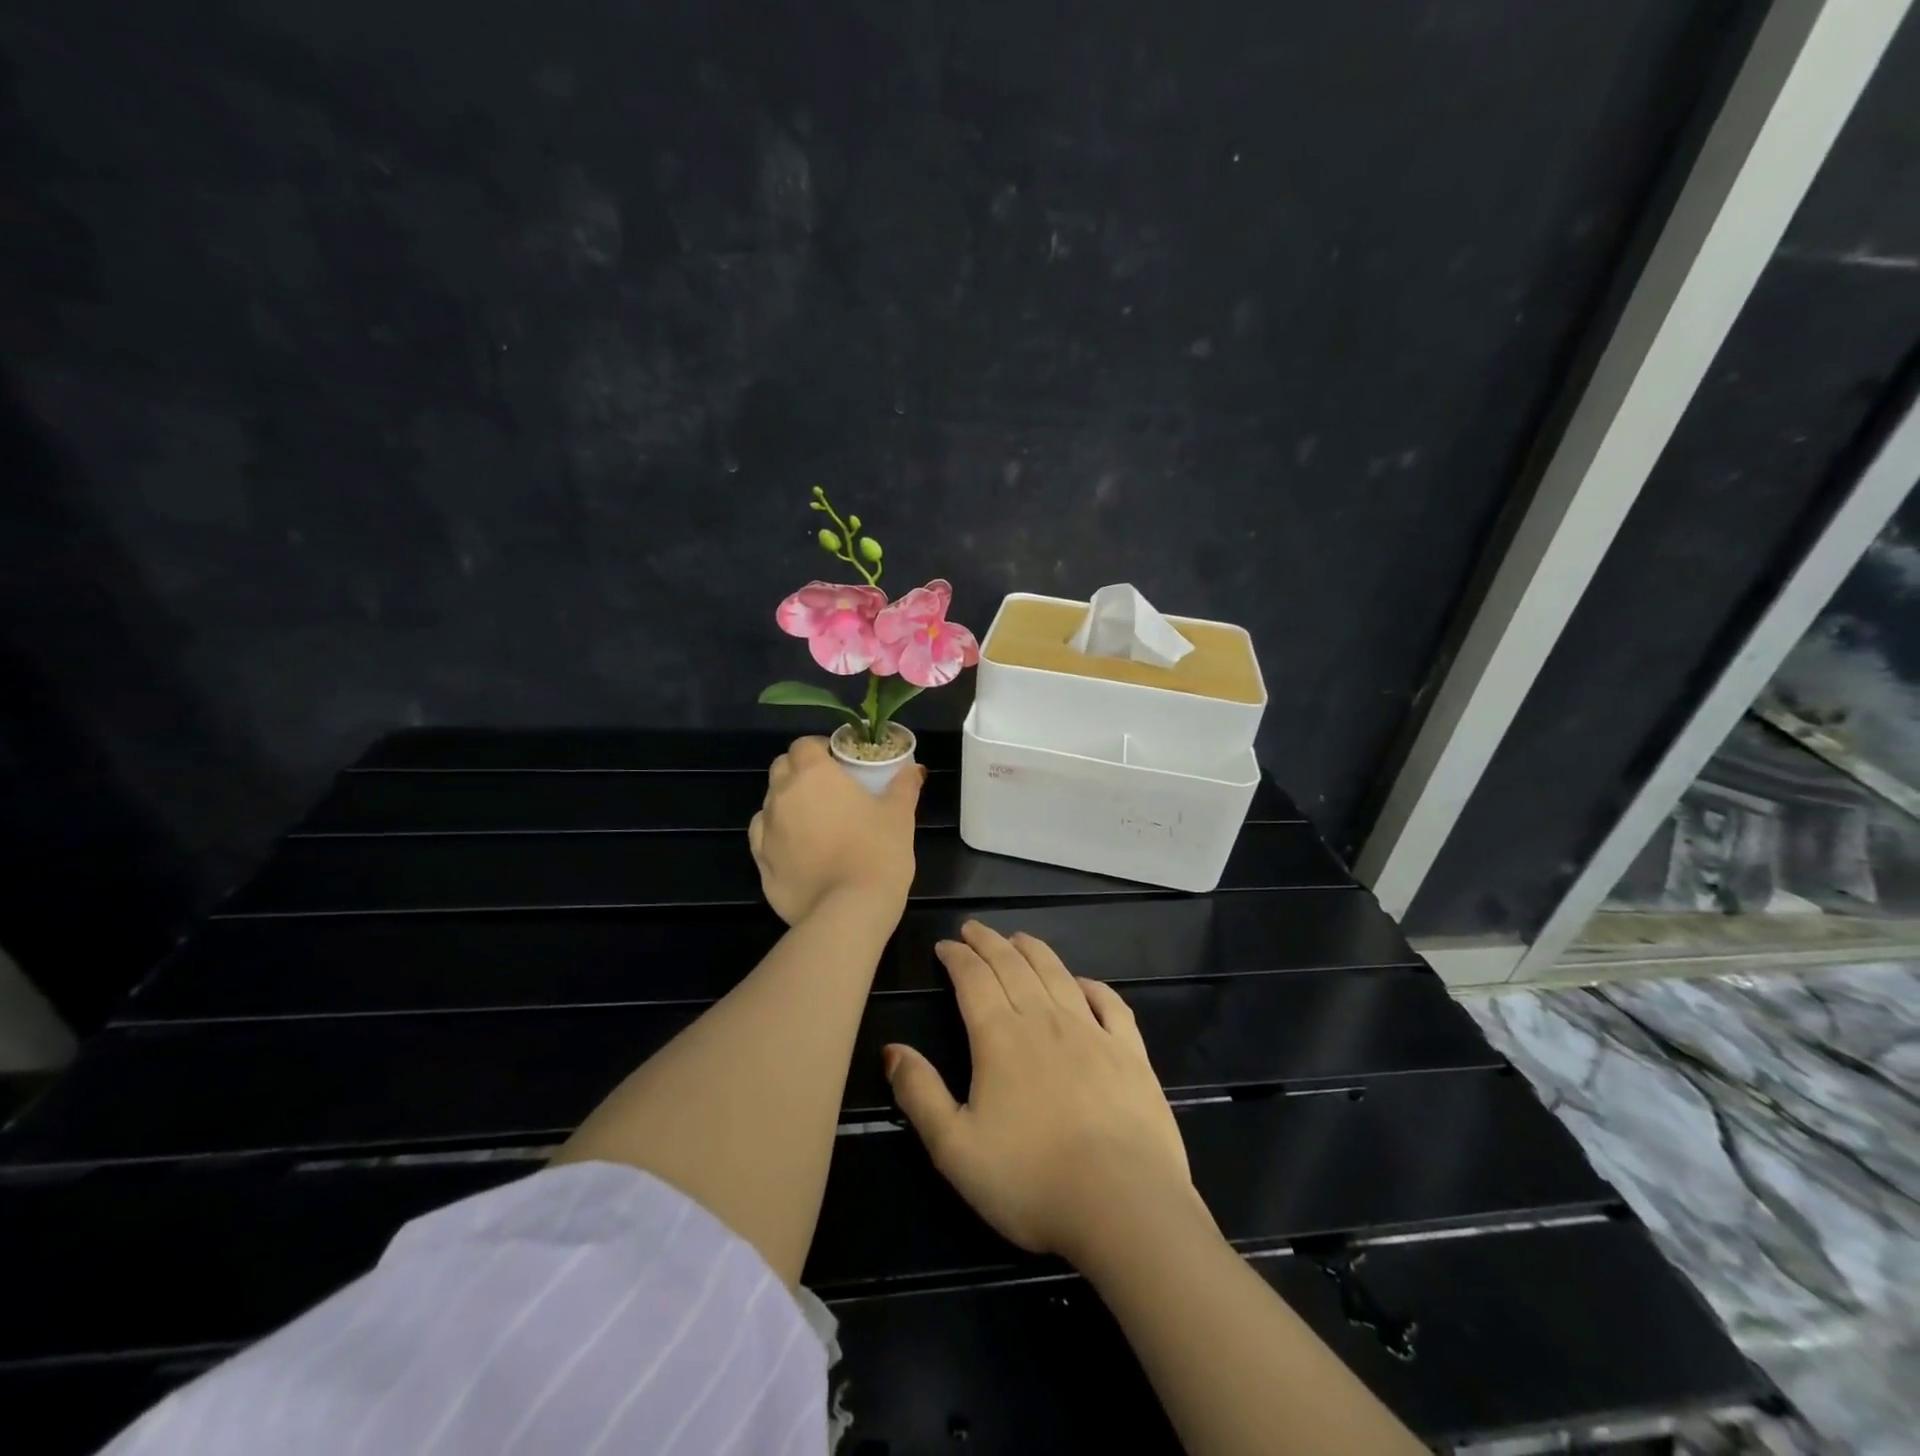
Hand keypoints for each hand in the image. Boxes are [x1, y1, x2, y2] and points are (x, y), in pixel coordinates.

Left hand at [748, 736, 921, 924]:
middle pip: (781, 769)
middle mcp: (782, 796)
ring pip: (769, 804)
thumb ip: (904, 786)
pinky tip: (799, 851)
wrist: (849, 911)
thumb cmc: (878, 852)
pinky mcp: (761, 864)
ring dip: (787, 805)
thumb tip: (914, 769)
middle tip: (828, 790)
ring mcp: (766, 831)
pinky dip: (778, 838)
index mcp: (813, 774)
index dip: (820, 749)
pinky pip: (764, 839)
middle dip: (800, 772)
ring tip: (814, 824)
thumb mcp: (899, 815)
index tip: (839, 763)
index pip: (804, 745)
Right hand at [882, 922, 1197, 1265]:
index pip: (973, 980)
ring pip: (1057, 974)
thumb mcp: (954, 1148)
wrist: (1123, 1205)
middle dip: (989, 943)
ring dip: (1034, 951)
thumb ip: (919, 1094)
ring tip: (1019, 938)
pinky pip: (1110, 1004)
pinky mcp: (1130, 1052)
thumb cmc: (1030, 1181)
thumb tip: (891, 1050)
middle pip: (1013, 966)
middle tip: (974, 929)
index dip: (957, 958)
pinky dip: (1092, 985)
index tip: (945, 945)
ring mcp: (1092, 1032)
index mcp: (1000, 1037)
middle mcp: (1045, 1020)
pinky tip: (1082, 982)